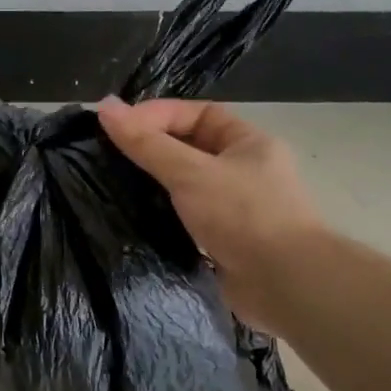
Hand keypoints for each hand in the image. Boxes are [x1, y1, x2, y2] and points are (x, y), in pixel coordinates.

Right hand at [96, 97, 321, 331]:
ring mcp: (236, 210)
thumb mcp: (190, 173)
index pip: (199, 114)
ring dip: (157, 187)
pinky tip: (135, 221)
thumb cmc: (243, 216)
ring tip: (114, 187)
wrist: (285, 283)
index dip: (158, 115)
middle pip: (191, 149)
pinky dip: (165, 219)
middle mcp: (245, 171)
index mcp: (248, 143)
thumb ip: (146, 144)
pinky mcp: (225, 243)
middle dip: (154, 151)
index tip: (118, 128)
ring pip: (188, 188)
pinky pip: (188, 221)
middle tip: (109, 157)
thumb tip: (105, 107)